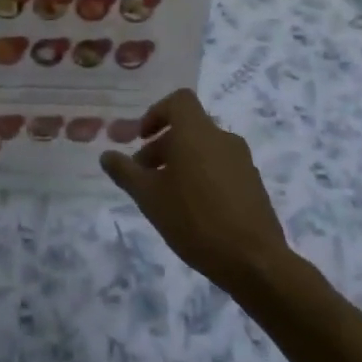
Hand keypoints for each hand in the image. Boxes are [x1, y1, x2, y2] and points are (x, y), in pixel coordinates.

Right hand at [100, 89, 289, 295]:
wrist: (254, 261)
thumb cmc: (194, 220)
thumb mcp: (149, 197)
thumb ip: (125, 172)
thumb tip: (107, 155)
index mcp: (197, 132)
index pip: (179, 100)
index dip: (156, 113)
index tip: (142, 138)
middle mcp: (223, 138)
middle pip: (189, 128)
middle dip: (163, 145)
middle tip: (144, 175)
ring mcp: (243, 161)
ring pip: (205, 149)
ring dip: (182, 162)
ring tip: (167, 196)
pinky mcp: (254, 184)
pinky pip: (222, 167)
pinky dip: (203, 176)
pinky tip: (194, 210)